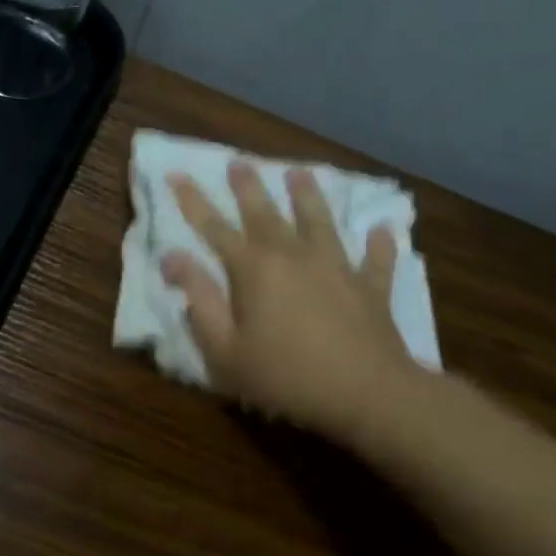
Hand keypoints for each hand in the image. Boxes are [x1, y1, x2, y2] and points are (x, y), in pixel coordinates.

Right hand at [161, 161, 421, 445]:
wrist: (365, 393)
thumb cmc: (284, 376)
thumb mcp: (224, 349)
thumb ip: (199, 301)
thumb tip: (173, 258)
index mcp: (254, 270)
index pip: (215, 228)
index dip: (193, 202)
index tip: (176, 174)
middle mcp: (294, 256)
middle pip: (266, 213)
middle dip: (248, 187)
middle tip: (239, 161)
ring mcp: (337, 268)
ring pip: (320, 222)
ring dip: (308, 196)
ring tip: (299, 172)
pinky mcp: (371, 288)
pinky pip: (376, 259)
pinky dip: (378, 244)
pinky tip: (382, 229)